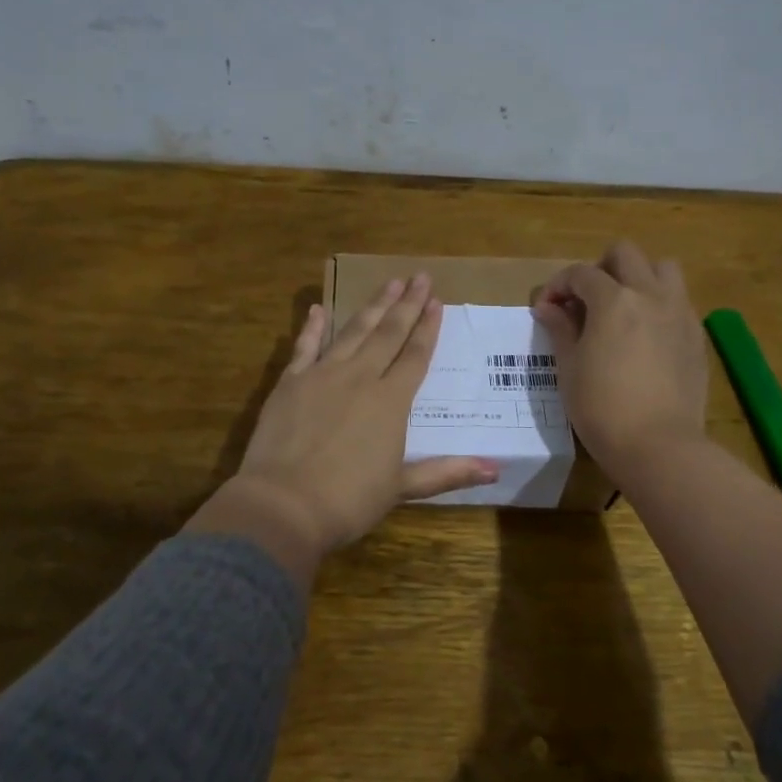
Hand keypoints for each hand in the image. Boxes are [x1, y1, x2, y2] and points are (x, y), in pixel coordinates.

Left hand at [189, 274, 497, 582]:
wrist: (284, 504)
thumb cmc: (348, 500)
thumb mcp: (402, 488)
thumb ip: (447, 472)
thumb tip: (496, 470)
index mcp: (391, 401)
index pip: (415, 356)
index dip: (427, 328)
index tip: (436, 301)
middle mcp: (360, 378)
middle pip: (388, 334)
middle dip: (406, 304)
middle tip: (419, 276)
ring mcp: (322, 375)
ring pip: (353, 332)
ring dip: (372, 306)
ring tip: (388, 283)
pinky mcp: (290, 382)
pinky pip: (305, 346)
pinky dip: (312, 327)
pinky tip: (318, 308)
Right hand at [531, 241, 708, 477]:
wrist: (659, 446)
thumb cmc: (601, 408)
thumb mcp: (569, 368)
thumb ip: (560, 329)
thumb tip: (548, 307)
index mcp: (614, 301)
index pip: (580, 273)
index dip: (557, 286)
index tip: (547, 309)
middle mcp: (650, 295)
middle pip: (625, 254)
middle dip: (600, 268)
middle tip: (586, 301)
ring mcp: (680, 313)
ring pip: (663, 268)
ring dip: (638, 277)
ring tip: (622, 308)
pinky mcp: (696, 336)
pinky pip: (678, 301)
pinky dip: (658, 304)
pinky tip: (644, 337)